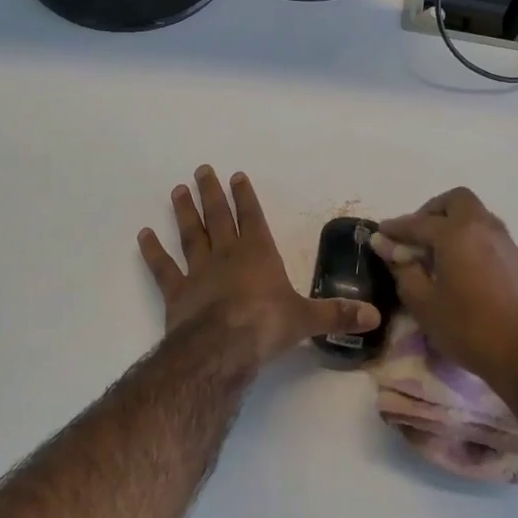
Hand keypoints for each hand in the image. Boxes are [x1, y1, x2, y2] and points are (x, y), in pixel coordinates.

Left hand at [138, 167, 379, 364]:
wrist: (223, 347)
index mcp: (259, 254)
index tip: (237, 176)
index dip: (246, 196)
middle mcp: (228, 255)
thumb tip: (374, 316)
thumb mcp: (307, 320)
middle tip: (202, 169)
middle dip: (212, 193)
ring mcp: (199, 271)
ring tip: (177, 190)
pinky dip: (153, 251)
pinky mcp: (177, 292)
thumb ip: (337, 315)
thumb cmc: (267, 326)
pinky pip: (163, 268)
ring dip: (185, 212)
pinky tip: (143, 235)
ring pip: (191, 234)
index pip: (253, 217)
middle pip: (218, 217)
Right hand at [371, 187, 517, 400]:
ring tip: (438, 253)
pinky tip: (462, 268)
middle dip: (432, 212)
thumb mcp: (424, 304)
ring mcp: (506, 242)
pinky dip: (471, 239)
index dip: (396, 228)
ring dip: (454, 223)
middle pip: (456, 201)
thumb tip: (388, 246)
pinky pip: (489, 235)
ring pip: (476, 215)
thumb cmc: (469, 329)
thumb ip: (403, 270)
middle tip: (416, 236)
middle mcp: (483, 227)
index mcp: (456, 233)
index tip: (381, 233)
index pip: (418, 222)